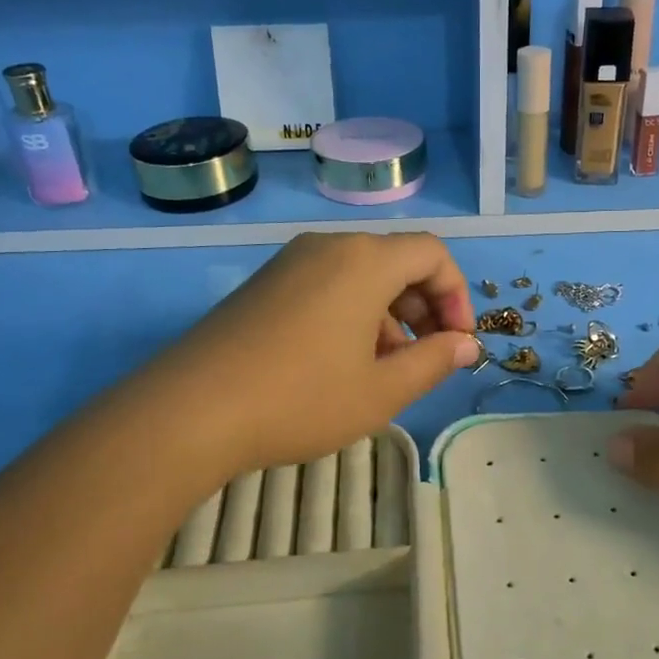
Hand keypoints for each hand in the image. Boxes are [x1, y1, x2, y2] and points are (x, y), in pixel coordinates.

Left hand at [141, 232, 479, 478]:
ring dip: (389, 316)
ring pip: (360, 276)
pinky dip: (351, 314)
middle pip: (397, 261)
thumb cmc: (301, 399)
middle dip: (424, 308)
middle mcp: (328, 247)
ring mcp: (290, 263)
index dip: (457, 295)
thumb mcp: (382, 390)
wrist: (190, 411)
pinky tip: (340, 364)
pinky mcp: (264, 284)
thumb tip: (467, 345)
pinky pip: (326, 285)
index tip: (457, 343)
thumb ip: (434, 362)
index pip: (433, 254)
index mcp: (365, 261)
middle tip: (427, 359)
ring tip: (384, 371)